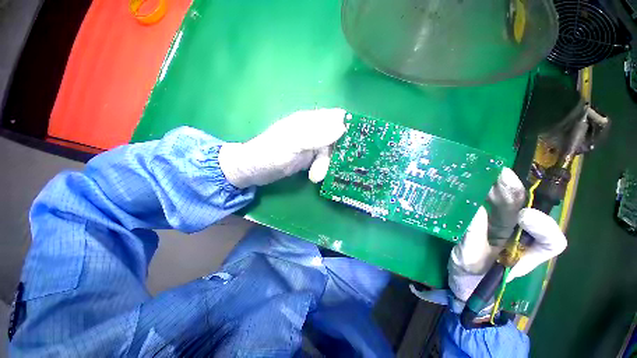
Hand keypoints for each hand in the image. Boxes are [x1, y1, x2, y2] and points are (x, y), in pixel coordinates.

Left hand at [219, 108, 346, 187]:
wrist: (255, 170)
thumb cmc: (270, 153)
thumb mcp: (292, 143)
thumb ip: (316, 135)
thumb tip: (342, 127)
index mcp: (309, 120)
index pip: (336, 117)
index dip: (349, 126)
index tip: (358, 141)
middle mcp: (314, 130)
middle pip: (337, 136)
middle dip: (338, 152)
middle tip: (337, 165)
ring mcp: (312, 145)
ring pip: (331, 152)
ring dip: (326, 165)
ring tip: (315, 176)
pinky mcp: (310, 158)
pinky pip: (325, 161)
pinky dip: (324, 169)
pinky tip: (316, 176)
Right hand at [448, 168, 566, 301]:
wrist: (460, 275)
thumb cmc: (470, 275)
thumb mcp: (471, 259)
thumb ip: (474, 237)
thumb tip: (474, 209)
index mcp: (526, 253)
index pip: (550, 241)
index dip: (544, 227)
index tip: (522, 216)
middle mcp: (519, 235)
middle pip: (526, 210)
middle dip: (516, 192)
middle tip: (500, 175)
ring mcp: (503, 225)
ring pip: (508, 202)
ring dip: (498, 186)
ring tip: (487, 172)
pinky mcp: (487, 218)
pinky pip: (489, 202)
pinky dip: (483, 190)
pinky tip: (474, 182)